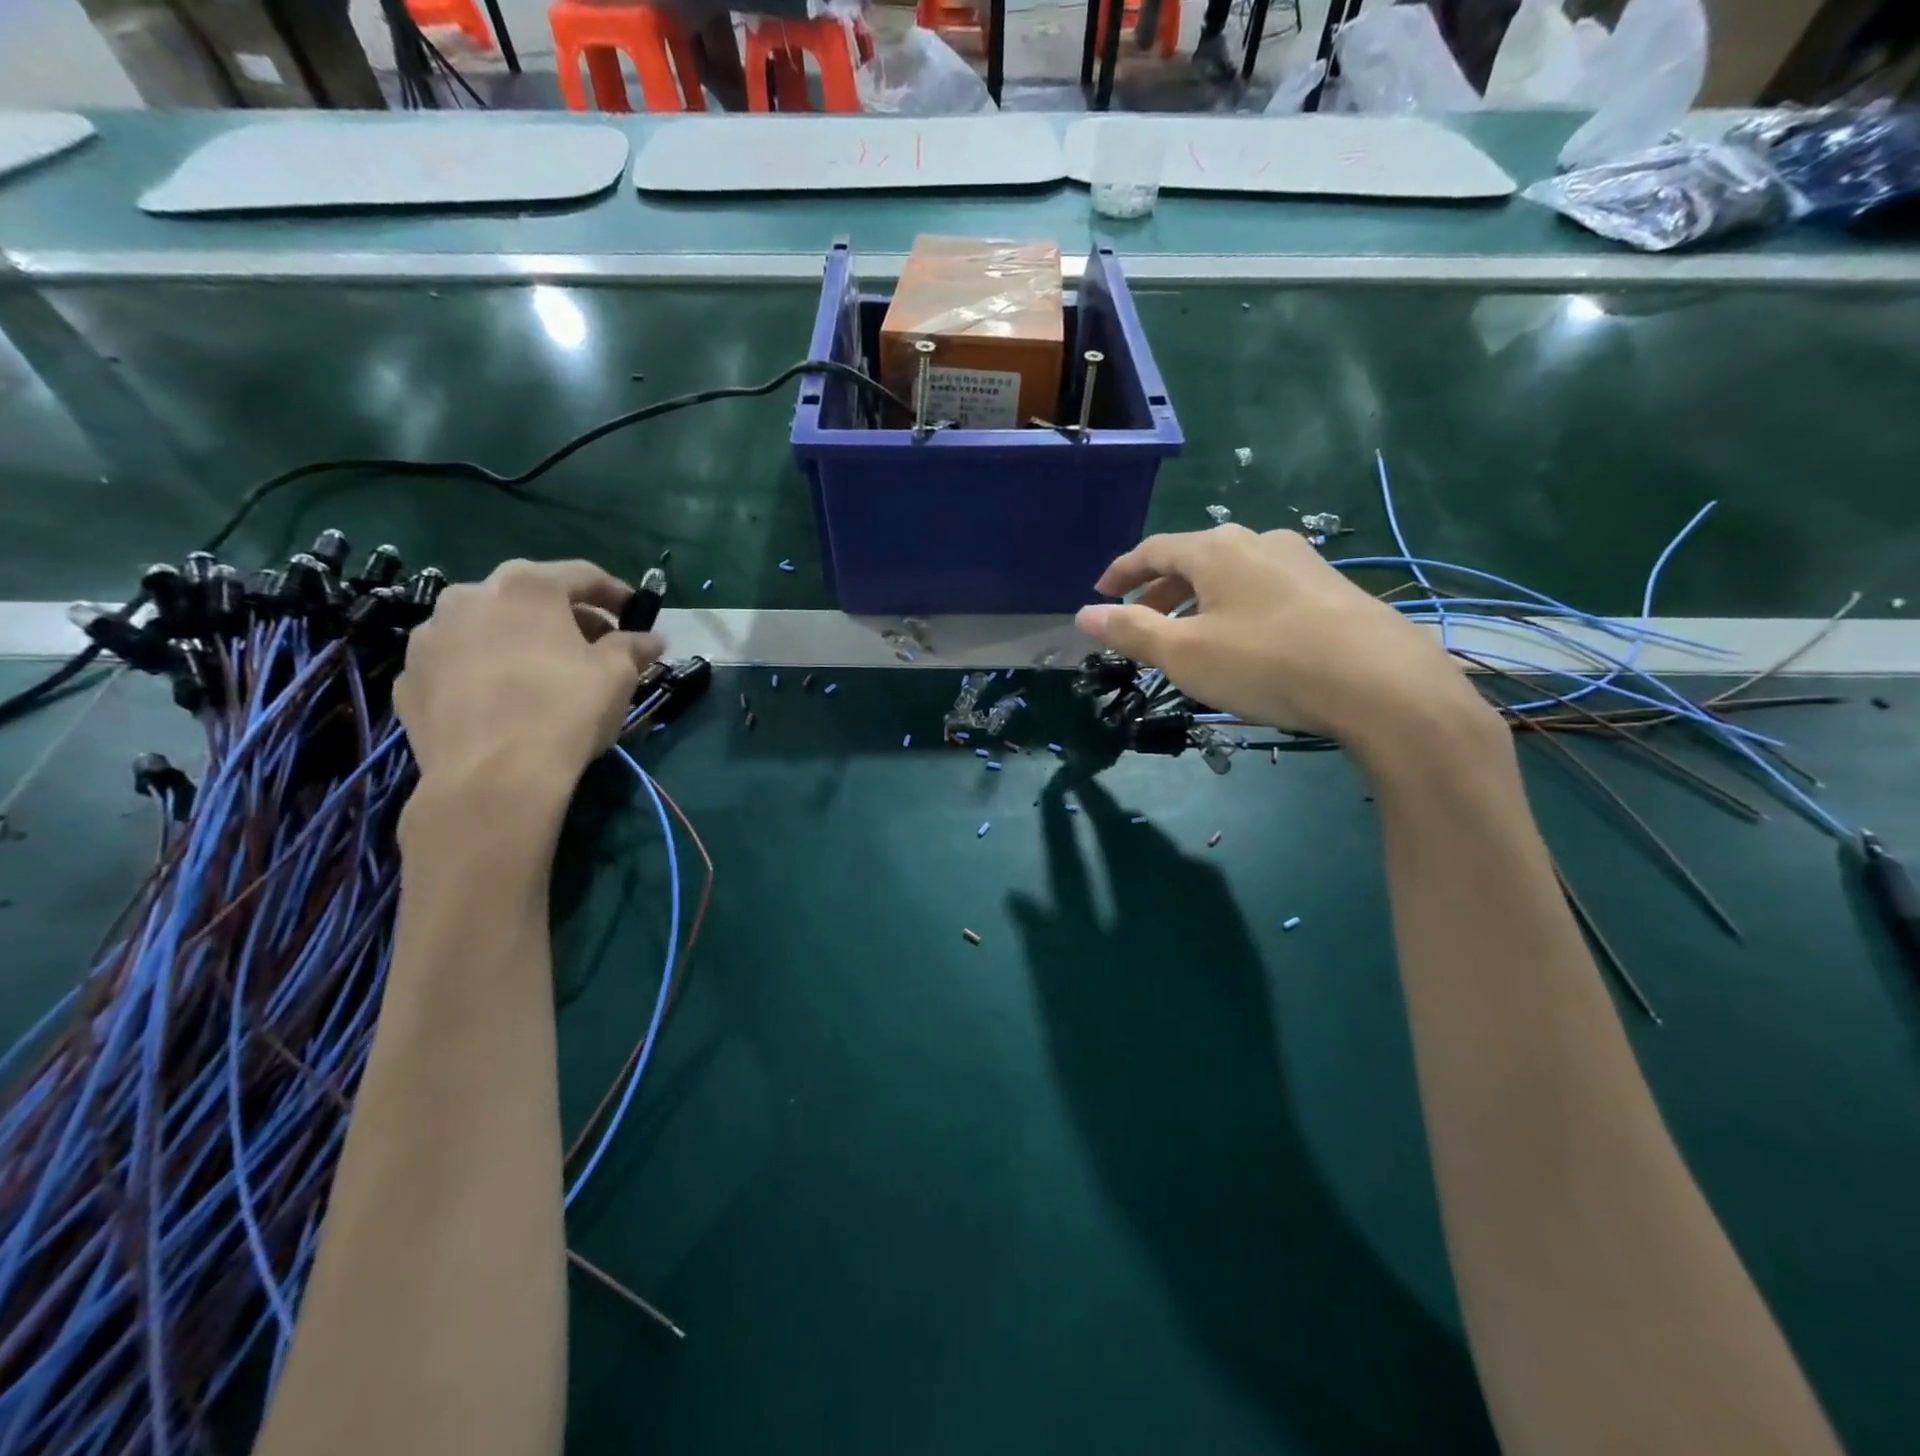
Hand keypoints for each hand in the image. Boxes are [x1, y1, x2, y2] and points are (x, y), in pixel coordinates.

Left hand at [395, 559, 661, 796]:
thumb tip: (651, 640)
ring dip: (518, 641)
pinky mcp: (409, 679)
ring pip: (486, 628)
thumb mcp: (618, 676)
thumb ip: (634, 647)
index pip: (582, 574)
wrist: (492, 778)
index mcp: (527, 586)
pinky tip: (504, 702)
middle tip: (594, 647)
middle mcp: (469, 596)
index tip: (635, 615)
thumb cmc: (565, 711)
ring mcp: (430, 637)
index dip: (615, 593)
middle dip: (565, 617)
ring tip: (544, 675)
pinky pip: (457, 664)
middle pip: (529, 597)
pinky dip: (483, 672)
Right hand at [1075, 525, 1494, 761]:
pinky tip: (1244, 643)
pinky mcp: (1332, 588)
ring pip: (1232, 576)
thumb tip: (1083, 616)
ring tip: (1189, 637)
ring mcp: (1302, 561)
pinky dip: (1235, 609)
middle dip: (1160, 590)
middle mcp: (1259, 541)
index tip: (1100, 593)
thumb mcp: (1184, 654)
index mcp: (1216, 549)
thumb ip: (1131, 632)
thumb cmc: (1266, 663)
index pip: (1154, 549)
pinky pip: (1264, 590)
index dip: (1122, 571)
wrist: (1381, 684)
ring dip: (1199, 601)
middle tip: (1140, 621)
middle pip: (1194, 559)